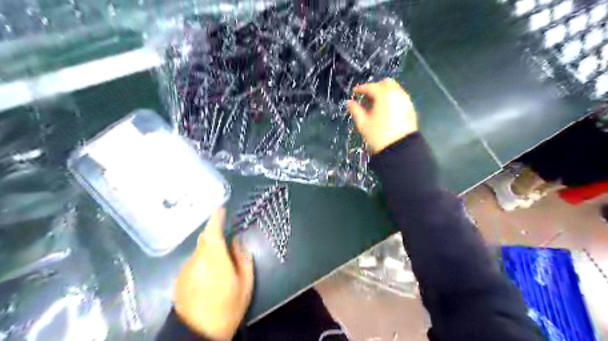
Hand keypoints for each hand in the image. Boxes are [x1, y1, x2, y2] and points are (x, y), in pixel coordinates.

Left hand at [173, 208, 254, 340]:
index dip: (216, 218)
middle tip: (225, 234)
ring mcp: (185, 270)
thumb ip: (242, 259)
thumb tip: (237, 242)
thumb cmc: (227, 307)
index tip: (221, 208)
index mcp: (214, 258)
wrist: (197, 334)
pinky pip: (194, 262)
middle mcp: (196, 260)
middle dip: (213, 232)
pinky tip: (210, 274)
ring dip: (209, 249)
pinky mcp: (180, 279)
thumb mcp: (245, 284)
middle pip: (204, 239)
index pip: (213, 232)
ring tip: (220, 261)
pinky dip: (202, 260)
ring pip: (199, 251)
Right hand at [347, 78, 417, 152]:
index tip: (355, 92)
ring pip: (394, 89)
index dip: (361, 89)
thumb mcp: (363, 123)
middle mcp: (397, 94)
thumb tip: (349, 103)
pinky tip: (386, 109)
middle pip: (385, 83)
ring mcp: (405, 100)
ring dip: (384, 92)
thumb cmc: (378, 135)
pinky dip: (392, 98)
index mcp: (384, 95)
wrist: (400, 148)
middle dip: (375, 87)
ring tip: (376, 104)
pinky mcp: (410, 108)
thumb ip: (355, 110)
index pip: (371, 87)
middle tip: (367, 96)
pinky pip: (400, 97)